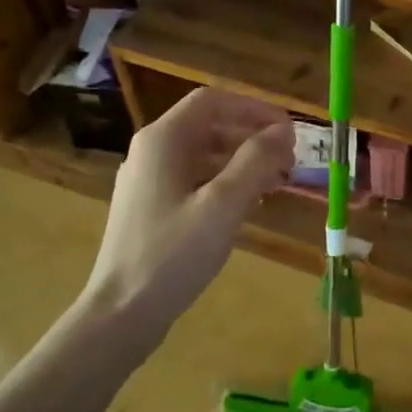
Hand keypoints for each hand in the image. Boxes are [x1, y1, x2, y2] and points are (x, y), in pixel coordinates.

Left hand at [84, 88, 294, 327]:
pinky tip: (248, 205)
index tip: (289, 130)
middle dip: (252, 137)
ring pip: (203, 155)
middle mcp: (151, 152)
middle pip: (209, 126)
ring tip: (277, 183)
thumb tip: (283, 131)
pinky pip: (194, 180)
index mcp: (163, 140)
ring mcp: (148, 181)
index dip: (254, 109)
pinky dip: (224, 183)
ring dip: (242, 162)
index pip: (213, 101)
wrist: (122, 311)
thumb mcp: (222, 205)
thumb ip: (255, 162)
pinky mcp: (151, 208)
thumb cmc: (172, 254)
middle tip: (289, 160)